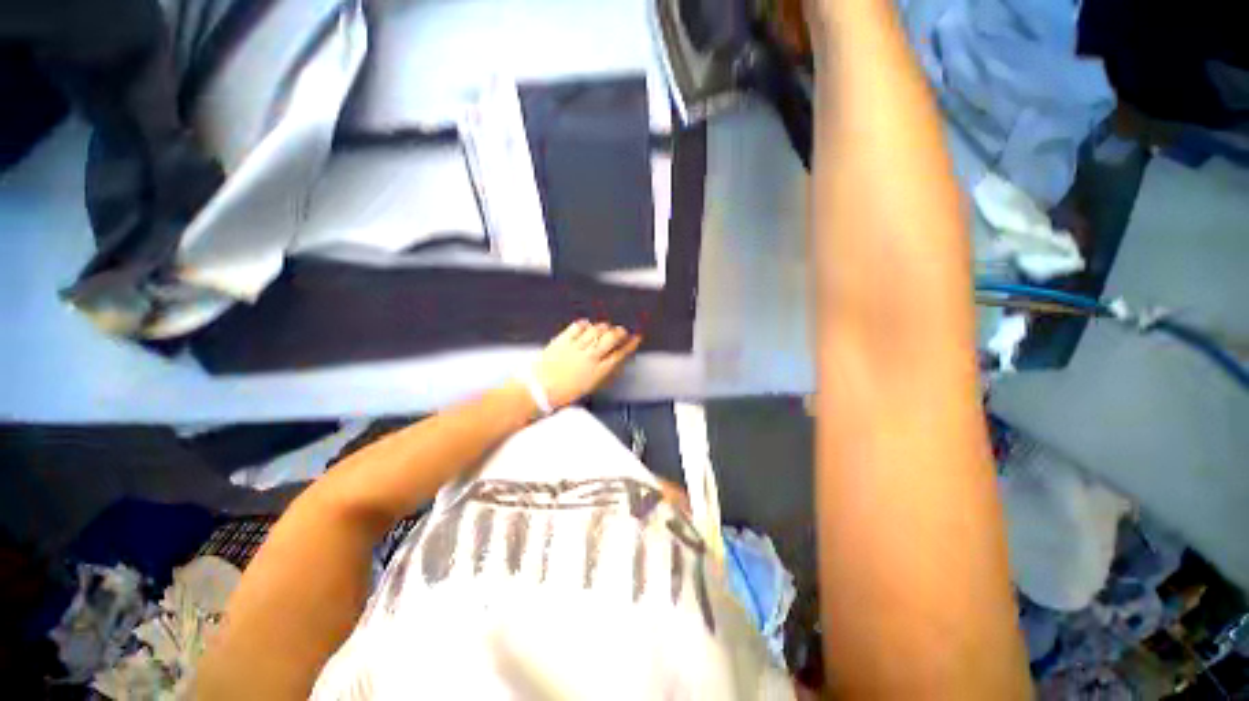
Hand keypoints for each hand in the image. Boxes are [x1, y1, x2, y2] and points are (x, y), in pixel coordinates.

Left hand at [532, 320, 642, 408]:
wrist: (538, 390)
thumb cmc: (564, 392)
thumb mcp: (591, 386)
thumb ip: (605, 372)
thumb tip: (616, 361)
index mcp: (598, 371)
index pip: (621, 353)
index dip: (631, 344)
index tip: (636, 338)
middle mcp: (589, 357)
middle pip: (611, 338)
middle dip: (620, 332)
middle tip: (621, 331)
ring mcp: (576, 347)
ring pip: (597, 329)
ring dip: (604, 327)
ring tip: (605, 328)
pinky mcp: (563, 340)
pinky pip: (578, 326)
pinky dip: (585, 324)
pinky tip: (587, 326)